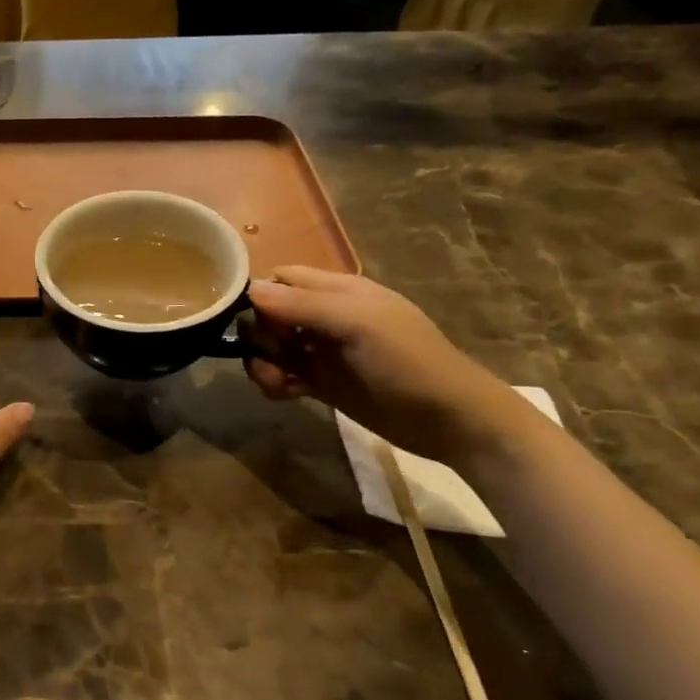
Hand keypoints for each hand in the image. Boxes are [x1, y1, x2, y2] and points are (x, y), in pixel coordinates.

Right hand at [247, 268, 535, 464]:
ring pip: (273, 348)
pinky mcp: (322, 384)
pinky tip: (287, 394)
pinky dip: (275, 383)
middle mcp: (326, 317)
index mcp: (338, 291)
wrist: (449, 420)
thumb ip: (302, 306)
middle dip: (260, 334)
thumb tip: (249, 291)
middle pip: (271, 315)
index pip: (282, 278)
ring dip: (263, 362)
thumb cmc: (407, 361)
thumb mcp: (356, 324)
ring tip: (277, 381)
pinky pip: (283, 376)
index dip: (261, 294)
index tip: (251, 319)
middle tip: (274, 354)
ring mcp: (323, 352)